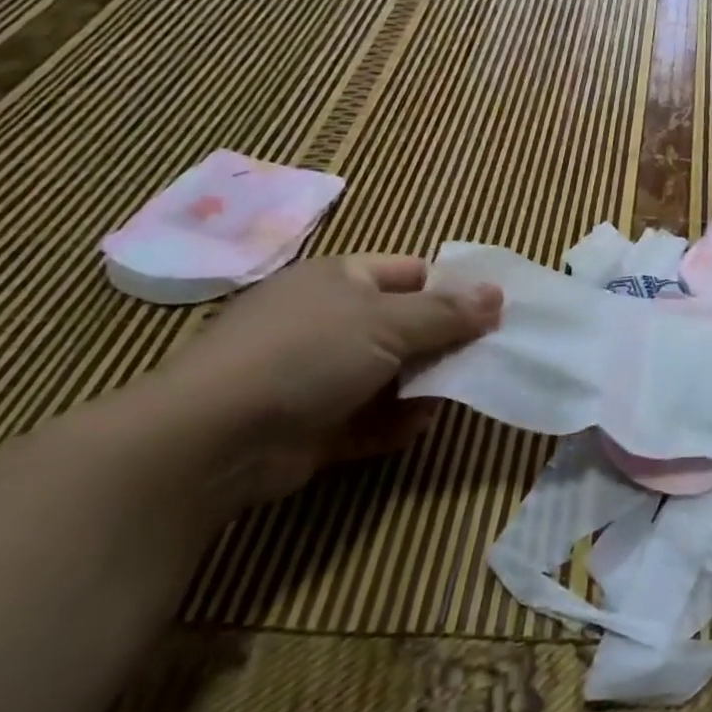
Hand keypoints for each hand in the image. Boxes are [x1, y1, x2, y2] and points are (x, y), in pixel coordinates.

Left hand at [157, 255, 501, 508]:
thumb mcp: (388, 322)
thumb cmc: (307, 354)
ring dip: (423, 388)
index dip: (452, 290)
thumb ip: (448, 312)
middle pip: (405, 327)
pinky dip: (393, 423)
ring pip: (391, 375)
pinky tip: (412, 427)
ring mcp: (317, 374)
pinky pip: (369, 418)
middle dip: (444, 344)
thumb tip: (498, 294)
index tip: (491, 314)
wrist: (213, 439)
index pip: (411, 273)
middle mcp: (330, 321)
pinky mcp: (313, 424)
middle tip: (484, 358)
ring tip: (451, 397)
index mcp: (341, 280)